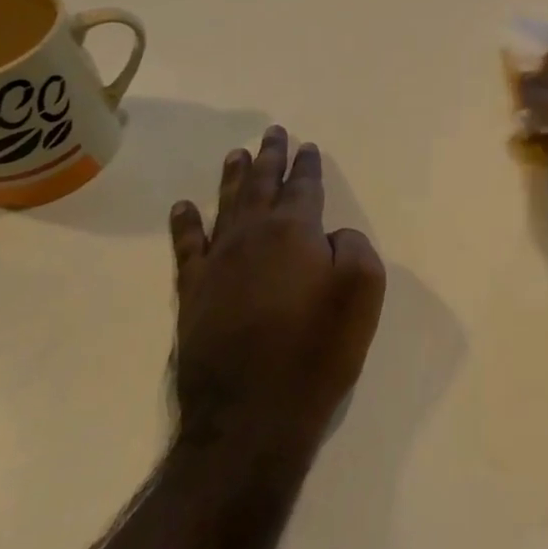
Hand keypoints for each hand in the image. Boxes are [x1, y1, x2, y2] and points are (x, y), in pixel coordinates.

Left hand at [168, 126, 385, 454]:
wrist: (251, 415)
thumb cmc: (317, 350)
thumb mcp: (363, 291)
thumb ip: (354, 247)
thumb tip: (331, 237)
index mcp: (295, 231)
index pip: (303, 187)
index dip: (307, 165)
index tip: (307, 147)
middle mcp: (252, 236)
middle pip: (261, 186)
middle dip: (270, 157)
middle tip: (272, 133)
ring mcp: (217, 264)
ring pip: (226, 206)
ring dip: (232, 178)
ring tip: (236, 154)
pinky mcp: (193, 295)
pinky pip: (187, 247)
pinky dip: (185, 224)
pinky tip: (184, 207)